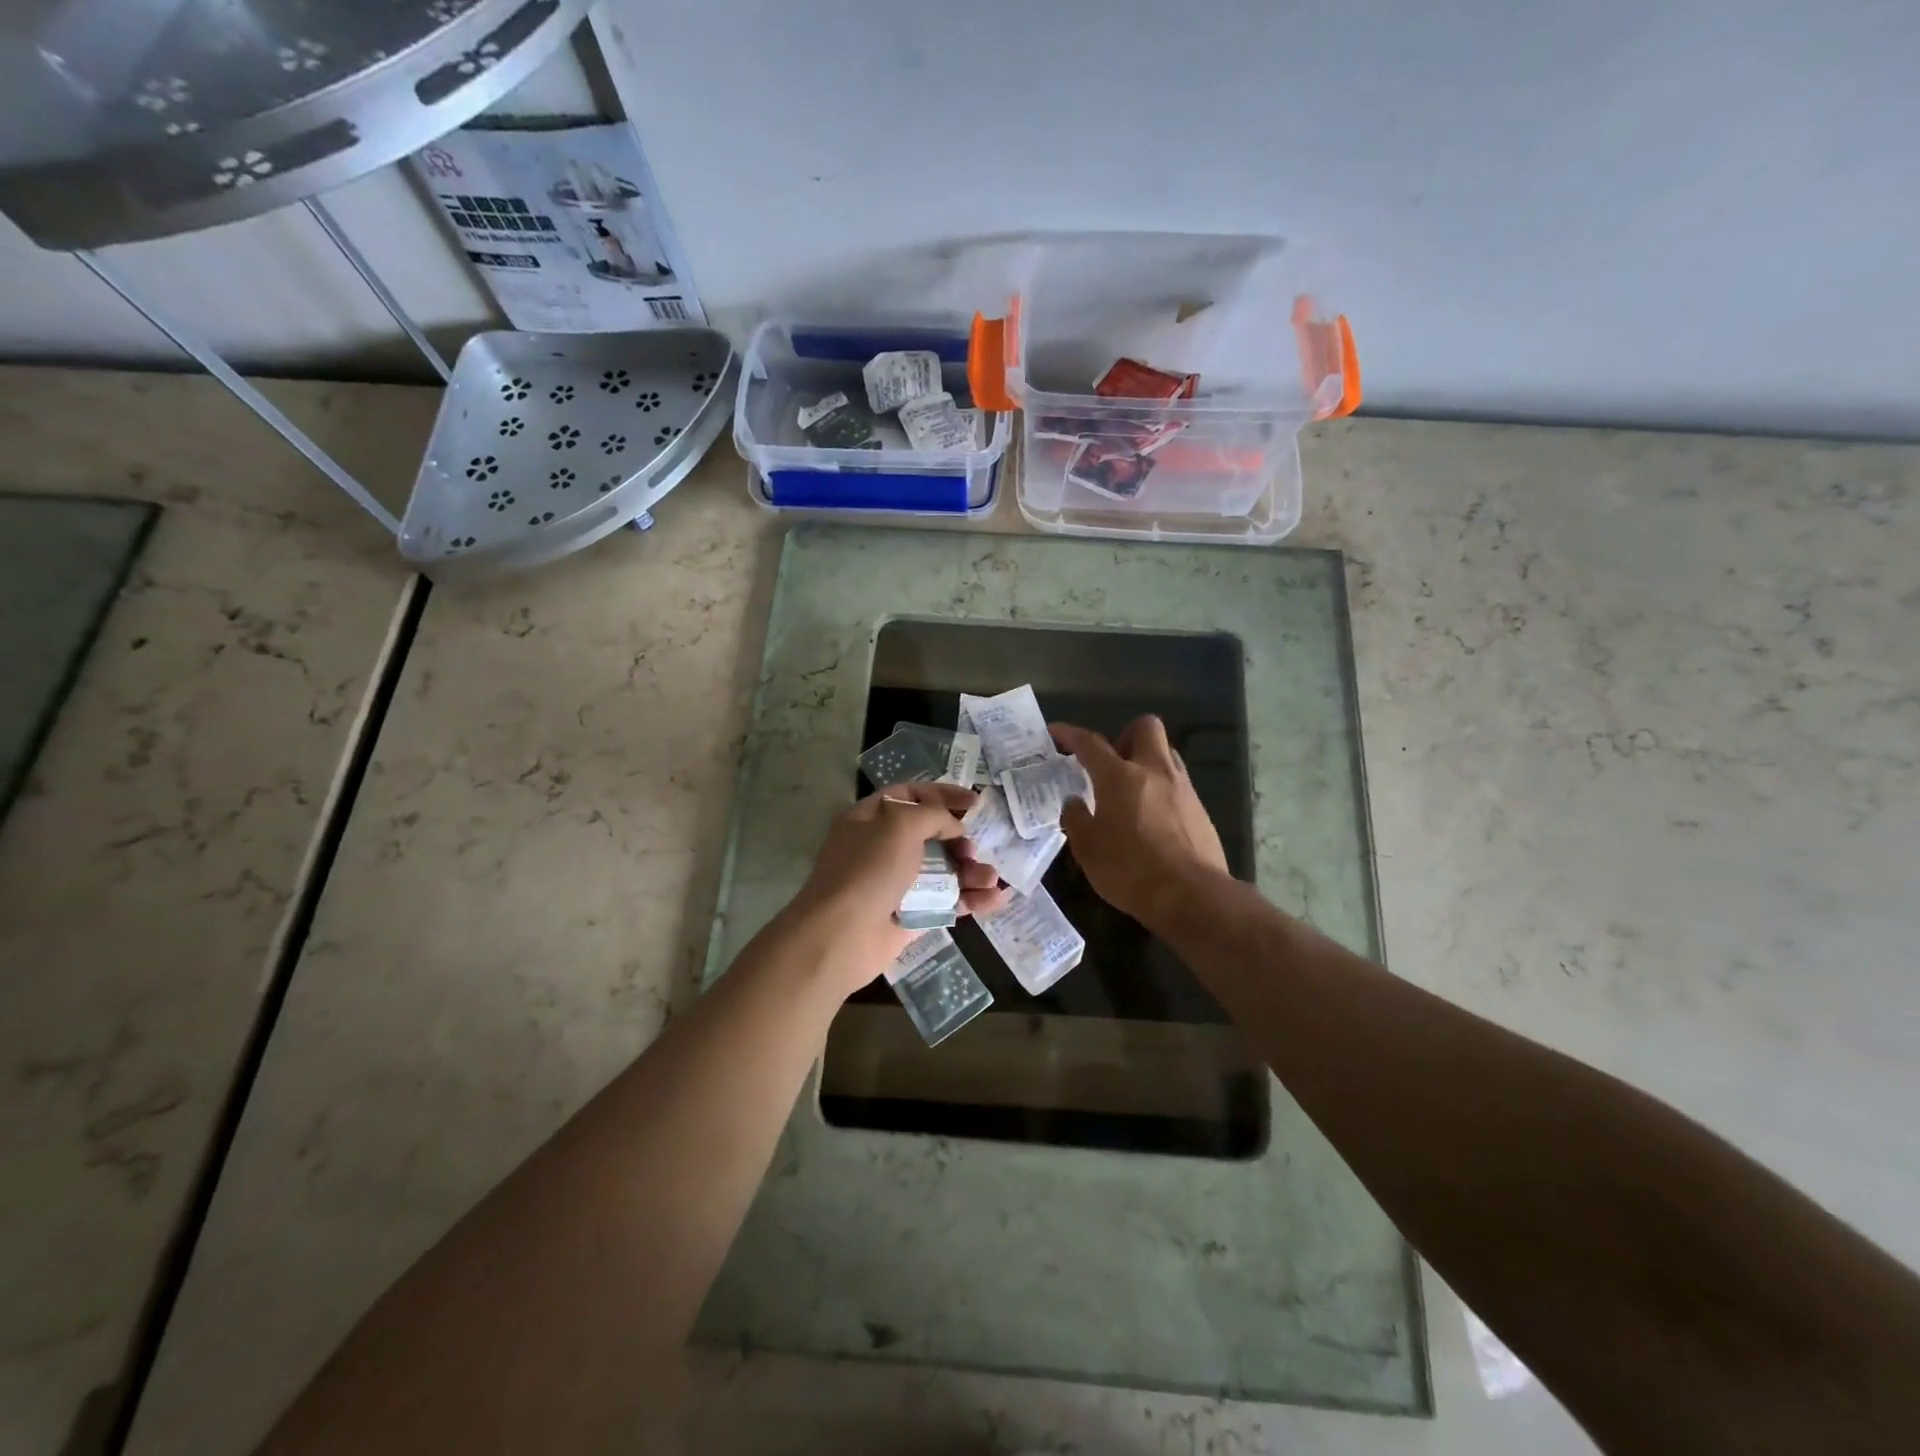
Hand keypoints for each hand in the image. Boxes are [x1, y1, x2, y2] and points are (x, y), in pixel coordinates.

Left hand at [790, 782, 1008, 994]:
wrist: (841, 936)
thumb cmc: (868, 870)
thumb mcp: (900, 824)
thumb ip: (934, 815)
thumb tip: (955, 828)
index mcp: (871, 818)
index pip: (911, 795)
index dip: (943, 795)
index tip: (975, 802)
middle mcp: (882, 847)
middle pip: (931, 834)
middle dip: (960, 839)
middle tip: (973, 848)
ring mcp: (896, 883)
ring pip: (943, 870)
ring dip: (971, 871)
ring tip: (990, 878)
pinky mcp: (911, 915)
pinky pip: (946, 901)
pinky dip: (971, 900)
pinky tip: (995, 900)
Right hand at [1050, 717, 1229, 929]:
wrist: (1191, 895)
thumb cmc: (1129, 870)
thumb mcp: (1087, 848)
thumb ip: (1076, 818)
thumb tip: (1074, 802)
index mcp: (1119, 776)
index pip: (1090, 743)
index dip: (1070, 734)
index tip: (1056, 731)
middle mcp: (1154, 771)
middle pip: (1145, 727)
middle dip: (1125, 736)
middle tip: (1111, 764)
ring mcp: (1182, 788)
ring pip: (1166, 753)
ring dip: (1147, 761)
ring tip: (1132, 791)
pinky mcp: (1201, 809)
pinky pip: (1179, 784)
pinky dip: (1162, 790)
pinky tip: (1153, 819)